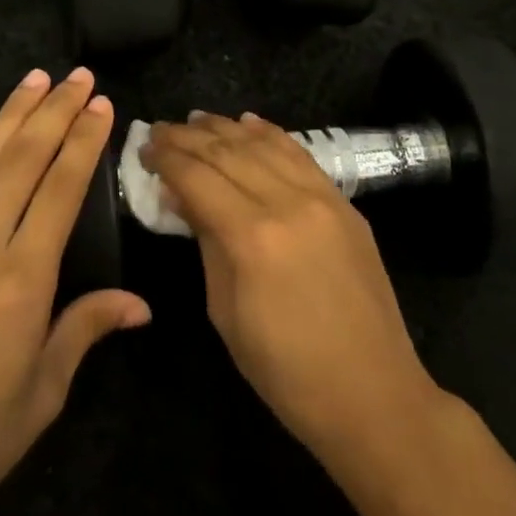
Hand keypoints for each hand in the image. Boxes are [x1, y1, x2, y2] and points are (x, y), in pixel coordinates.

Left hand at [0, 68, 149, 515]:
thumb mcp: (41, 395)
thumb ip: (85, 330)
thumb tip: (139, 304)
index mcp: (20, 280)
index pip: (60, 188)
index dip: (83, 141)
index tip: (100, 104)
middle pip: (21, 158)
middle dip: (53, 110)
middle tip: (76, 75)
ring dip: (12, 116)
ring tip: (35, 80)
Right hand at [141, 112, 440, 471]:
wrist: (372, 394)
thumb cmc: (285, 369)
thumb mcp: (225, 311)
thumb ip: (204, 241)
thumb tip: (178, 194)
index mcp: (251, 237)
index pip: (197, 176)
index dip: (166, 158)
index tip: (143, 148)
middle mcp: (287, 203)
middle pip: (227, 152)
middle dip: (187, 137)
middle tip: (159, 130)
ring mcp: (322, 198)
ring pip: (264, 145)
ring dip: (225, 128)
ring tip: (195, 120)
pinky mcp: (344, 204)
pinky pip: (301, 155)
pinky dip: (271, 134)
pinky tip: (249, 122)